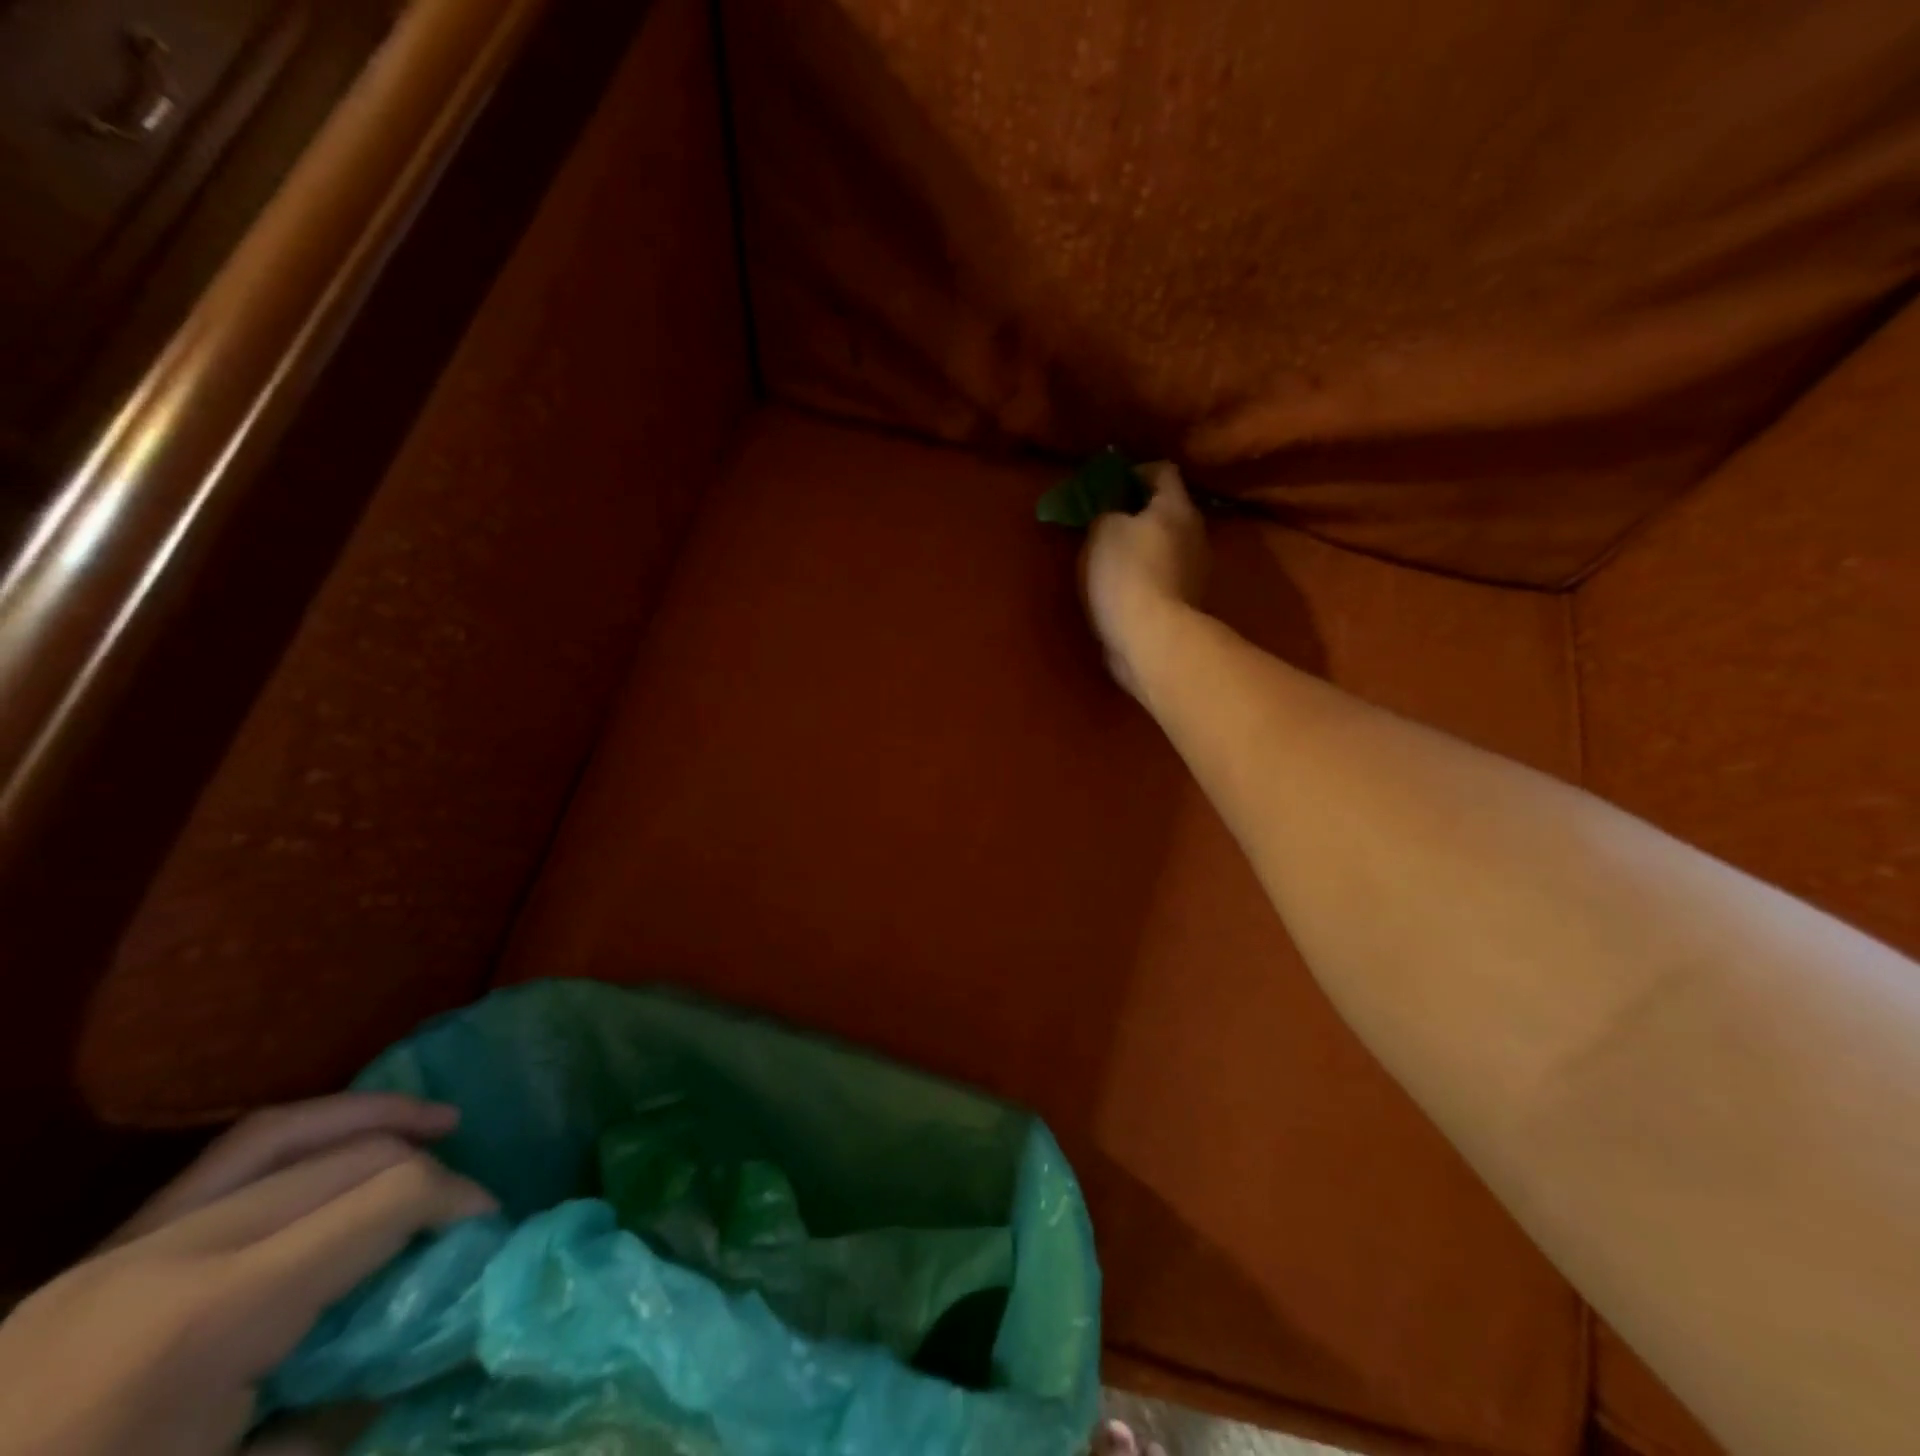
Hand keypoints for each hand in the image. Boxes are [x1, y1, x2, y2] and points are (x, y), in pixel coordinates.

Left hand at [0, 1095, 494, 1455]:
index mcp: (213, 1318)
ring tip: (438, 1121)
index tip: (488, 1225)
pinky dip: (305, 1133)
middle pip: (349, 1160)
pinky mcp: (103, 1249)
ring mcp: (127, 1243)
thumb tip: (425, 1340)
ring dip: (376, 1117)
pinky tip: (341, 1141)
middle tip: (464, 1208)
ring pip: (288, 1131)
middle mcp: (177, 1252)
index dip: (456, 1197)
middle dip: (428, 1170)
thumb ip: (342, 1410)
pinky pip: (226, 1158)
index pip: (382, 1199)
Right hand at [1082, 461, 1207, 701]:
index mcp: (1177, 507)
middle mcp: (1195, 533)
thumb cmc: (1126, 574)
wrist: (1151, 639)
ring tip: (1111, 558)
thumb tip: (1114, 511)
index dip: (1135, 472)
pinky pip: (1164, 575)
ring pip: (1167, 544)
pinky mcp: (1186, 602)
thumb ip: (1106, 511)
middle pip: (1168, 510)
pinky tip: (1123, 588)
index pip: (1163, 471)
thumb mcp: (1102, 531)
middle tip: (1106, 521)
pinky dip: (1146, 574)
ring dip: (1143, 546)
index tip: (1109, 485)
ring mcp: (1195, 570)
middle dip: (1139, 512)